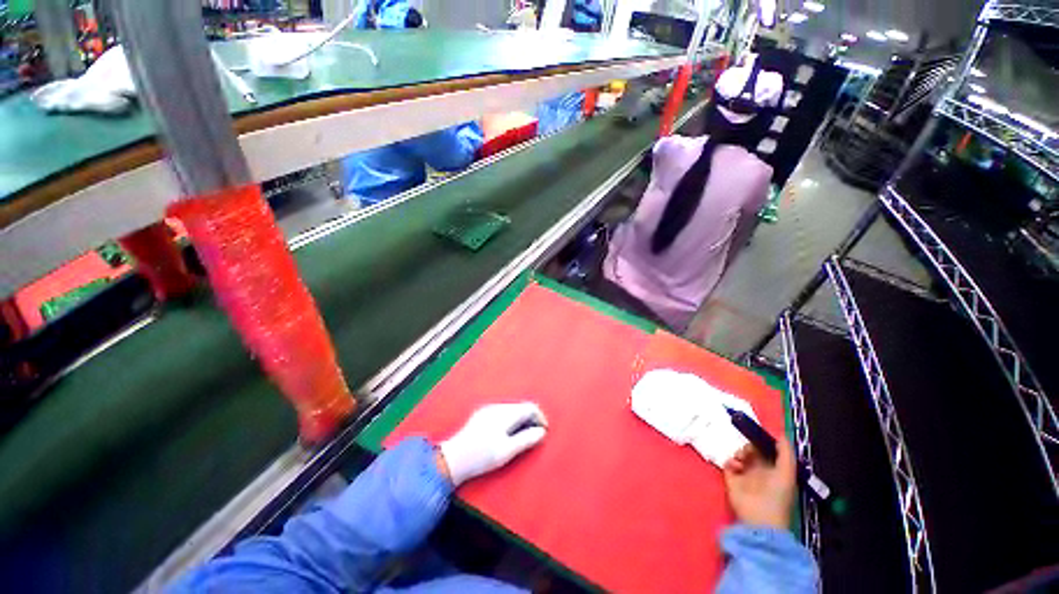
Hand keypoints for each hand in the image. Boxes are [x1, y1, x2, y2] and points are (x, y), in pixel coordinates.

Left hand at [439, 403, 547, 485]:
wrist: (453, 459)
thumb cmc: (481, 456)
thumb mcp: (507, 451)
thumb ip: (526, 439)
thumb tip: (542, 432)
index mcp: (505, 413)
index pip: (530, 407)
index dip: (540, 417)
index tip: (544, 431)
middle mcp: (497, 406)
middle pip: (521, 406)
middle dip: (531, 418)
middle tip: (535, 435)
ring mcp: (488, 409)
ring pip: (512, 409)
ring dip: (521, 419)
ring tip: (522, 436)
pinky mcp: (481, 415)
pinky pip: (502, 412)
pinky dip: (510, 419)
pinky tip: (507, 434)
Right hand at [722, 436, 796, 530]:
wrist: (760, 518)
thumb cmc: (777, 495)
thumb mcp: (787, 472)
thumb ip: (785, 453)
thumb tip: (780, 433)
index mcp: (775, 469)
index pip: (768, 451)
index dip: (763, 442)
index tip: (757, 434)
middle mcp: (760, 471)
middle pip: (752, 450)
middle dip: (749, 446)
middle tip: (748, 449)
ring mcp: (744, 475)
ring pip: (739, 455)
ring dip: (739, 452)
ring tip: (741, 458)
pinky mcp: (731, 479)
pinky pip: (728, 463)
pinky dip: (730, 461)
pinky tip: (735, 466)